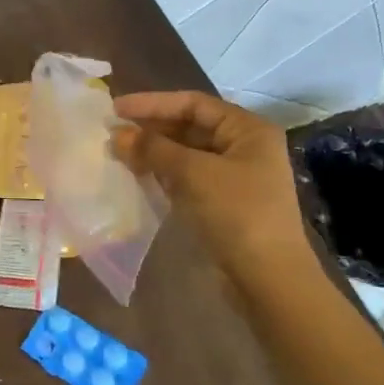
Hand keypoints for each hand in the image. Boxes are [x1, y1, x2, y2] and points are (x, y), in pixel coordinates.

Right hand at [111, 91, 312, 286]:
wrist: (270, 281)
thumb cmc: (237, 214)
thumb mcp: (193, 174)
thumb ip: (153, 149)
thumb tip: (117, 134)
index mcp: (247, 129)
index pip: (193, 103)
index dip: (152, 103)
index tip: (116, 108)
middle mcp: (245, 146)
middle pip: (190, 127)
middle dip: (152, 129)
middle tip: (113, 132)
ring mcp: (236, 176)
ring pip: (187, 154)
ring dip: (155, 152)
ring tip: (119, 153)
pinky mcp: (226, 202)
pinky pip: (189, 177)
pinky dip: (164, 174)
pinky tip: (139, 176)